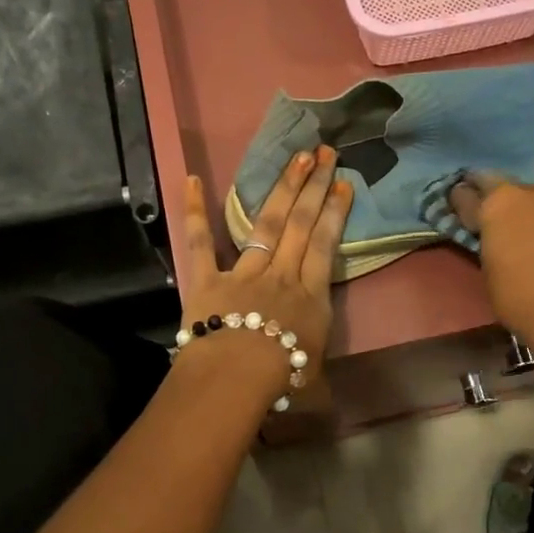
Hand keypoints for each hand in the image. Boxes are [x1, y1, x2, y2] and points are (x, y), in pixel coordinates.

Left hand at [179, 146, 351, 394]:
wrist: (237, 377)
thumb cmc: (281, 379)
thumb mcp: (314, 377)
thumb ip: (316, 365)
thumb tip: (319, 377)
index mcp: (309, 295)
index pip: (326, 245)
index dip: (335, 212)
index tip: (343, 184)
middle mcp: (281, 274)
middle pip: (301, 224)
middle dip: (314, 186)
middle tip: (325, 152)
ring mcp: (244, 272)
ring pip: (267, 224)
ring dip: (282, 189)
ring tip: (296, 158)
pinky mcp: (208, 279)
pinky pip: (200, 242)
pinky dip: (194, 211)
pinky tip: (190, 179)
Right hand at [464, 154, 533, 362]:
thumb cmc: (521, 301)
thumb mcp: (491, 272)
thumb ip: (493, 241)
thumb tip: (495, 232)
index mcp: (501, 204)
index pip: (473, 189)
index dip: (468, 198)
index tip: (467, 204)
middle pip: (526, 183)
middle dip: (525, 201)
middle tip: (528, 226)